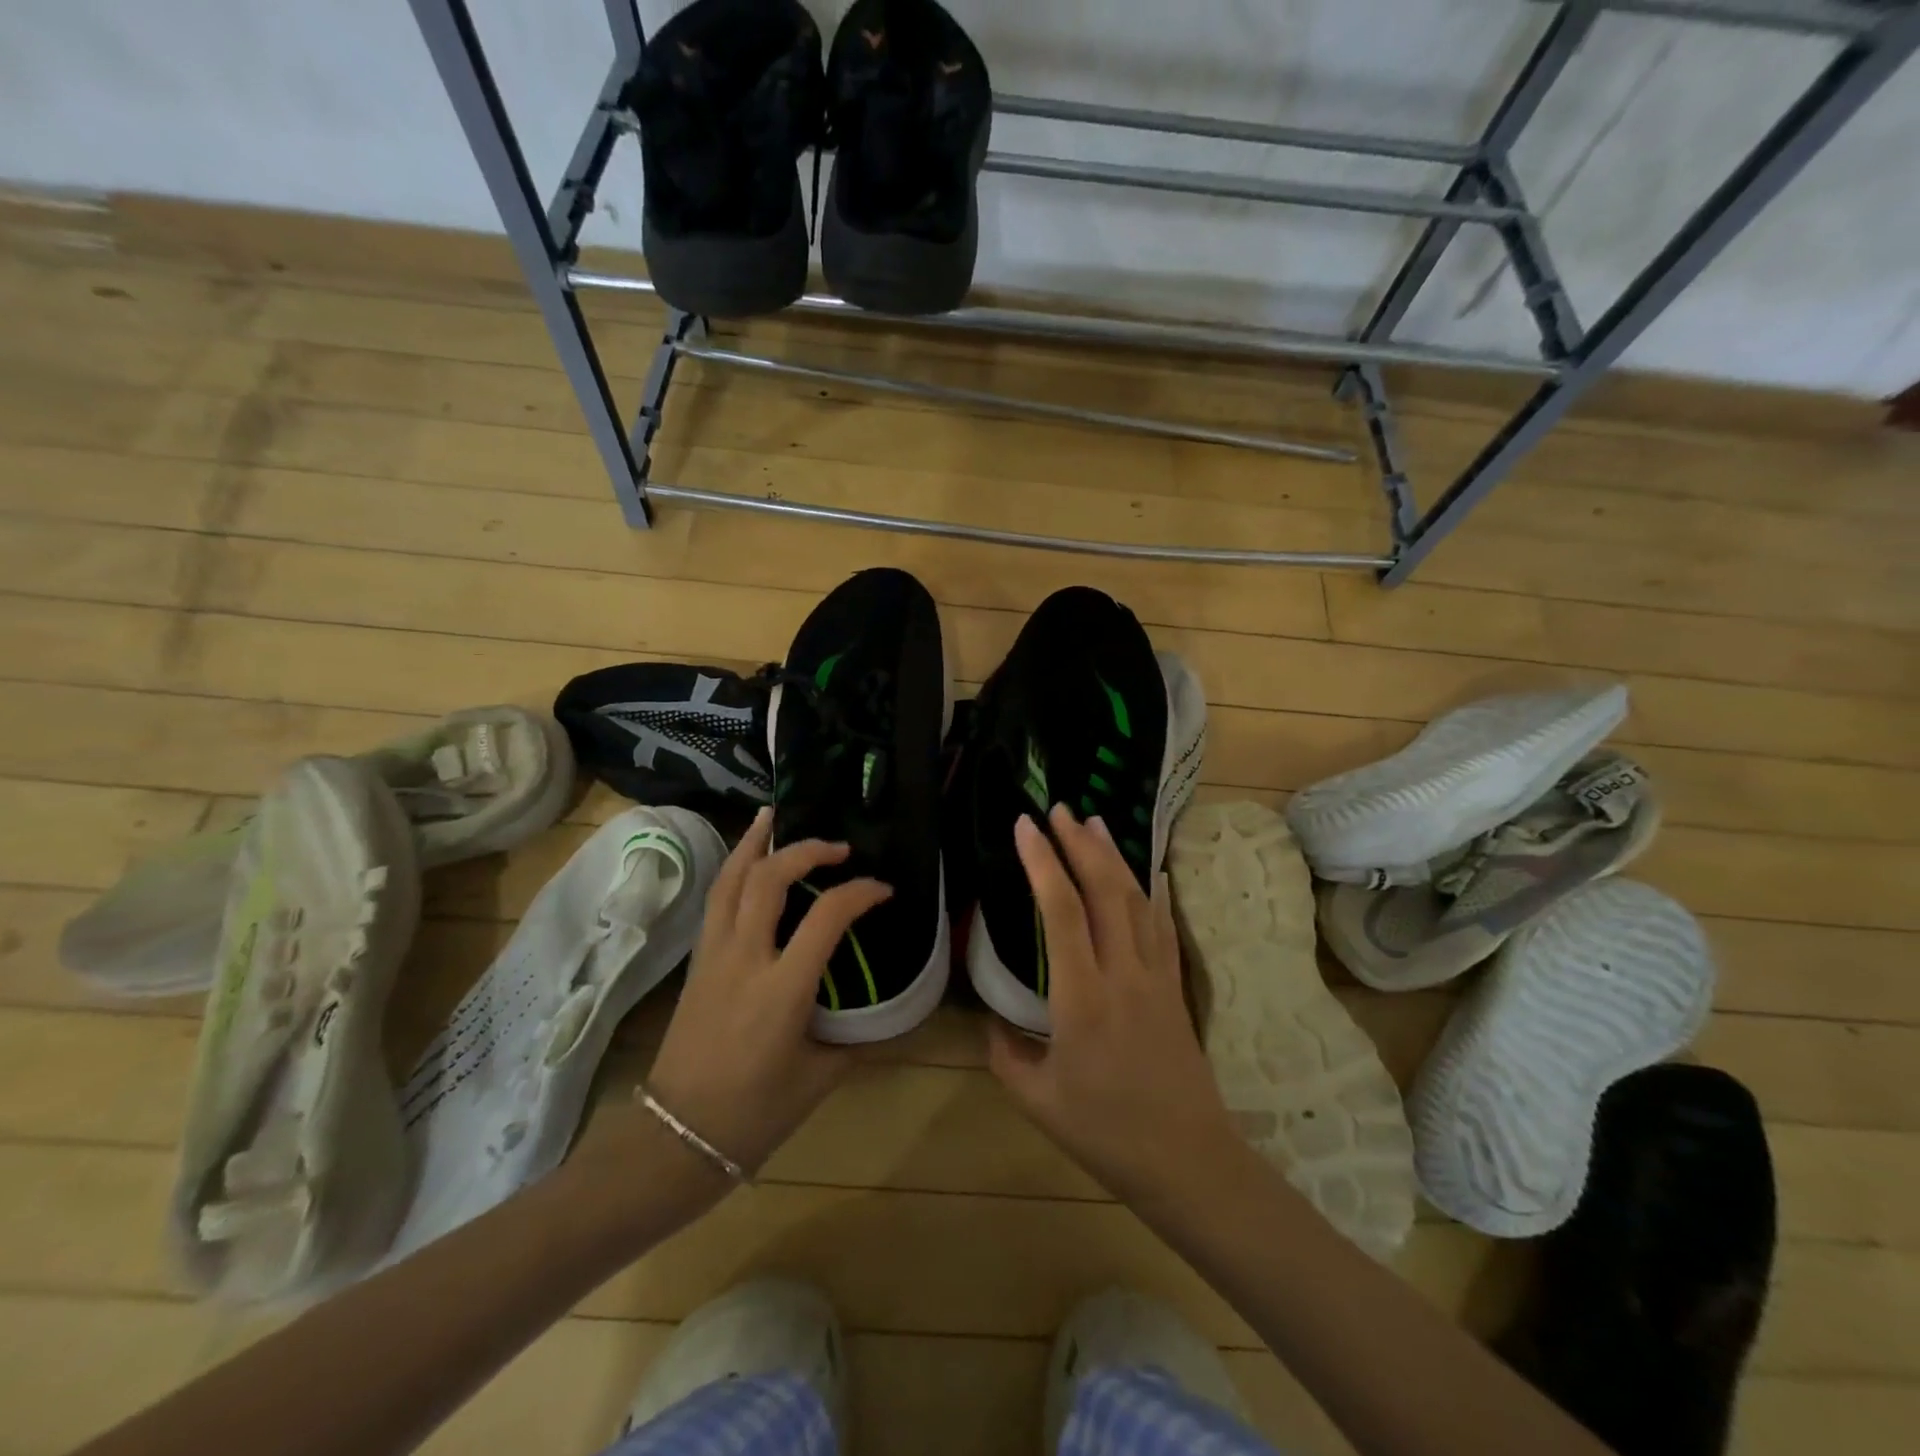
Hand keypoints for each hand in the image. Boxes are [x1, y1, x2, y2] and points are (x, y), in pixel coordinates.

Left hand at [645, 807, 890, 1175]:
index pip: (827, 916)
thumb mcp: (818, 1078)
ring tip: (773, 817)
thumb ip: (857, 1040)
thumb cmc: (753, 1115)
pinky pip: (716, 900)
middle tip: (837, 846)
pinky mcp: (696, 962)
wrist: (674, 1139)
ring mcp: (713, 956)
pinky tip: (747, 861)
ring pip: (730, 880)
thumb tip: (890, 1017)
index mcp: (782, 989)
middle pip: (769, 879)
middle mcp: (745, 959)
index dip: (860, 892)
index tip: (883, 890)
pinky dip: (734, 869)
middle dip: (806, 850)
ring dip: (755, 843)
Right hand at [988, 806, 1244, 1207]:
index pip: (1062, 913)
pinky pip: (1164, 927)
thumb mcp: (1038, 1100)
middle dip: (1079, 845)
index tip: (1026, 828)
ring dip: (1114, 857)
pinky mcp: (1174, 987)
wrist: (1187, 1160)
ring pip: (1136, 901)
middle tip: (1059, 810)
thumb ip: (1006, 1053)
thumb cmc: (1106, 1132)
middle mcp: (1122, 974)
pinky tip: (1148, 873)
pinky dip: (1153, 893)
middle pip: (1105, 892)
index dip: (1043, 864)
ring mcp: (1155, 977)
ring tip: (1095, 823)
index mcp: (1082, 998)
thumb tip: (992, 1020)